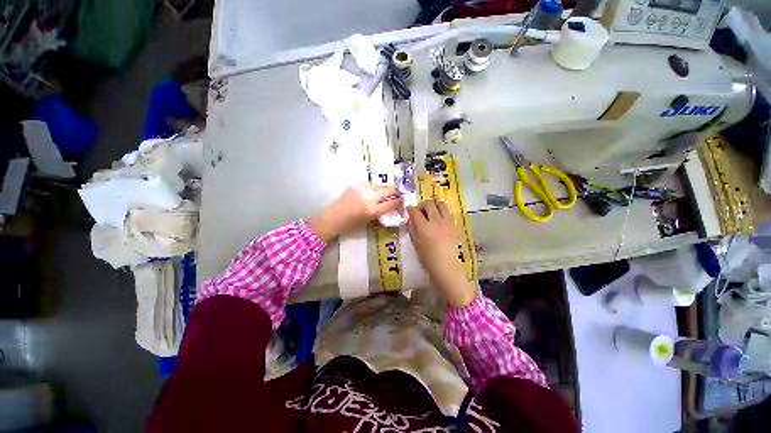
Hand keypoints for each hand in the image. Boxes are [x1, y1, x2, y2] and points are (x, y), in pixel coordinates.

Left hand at [308, 183, 402, 241]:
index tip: (402, 200)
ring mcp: (362, 189)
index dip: (399, 201)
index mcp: (373, 210)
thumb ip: (379, 212)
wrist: (333, 217)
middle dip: (396, 191)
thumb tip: (388, 206)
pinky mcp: (355, 184)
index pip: (391, 203)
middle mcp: (369, 198)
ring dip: (384, 188)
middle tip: (399, 192)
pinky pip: (369, 184)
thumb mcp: (368, 221)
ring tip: (387, 190)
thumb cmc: (350, 224)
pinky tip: (373, 190)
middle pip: (388, 191)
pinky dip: (373, 187)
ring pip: (379, 185)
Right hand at [407, 200, 476, 307]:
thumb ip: (412, 228)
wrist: (447, 267)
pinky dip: (442, 211)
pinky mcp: (454, 224)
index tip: (409, 210)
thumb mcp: (415, 243)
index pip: (415, 211)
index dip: (410, 208)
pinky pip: (448, 211)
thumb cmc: (428, 259)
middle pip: (428, 203)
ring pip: (440, 203)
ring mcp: (447, 221)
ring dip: (434, 205)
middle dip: (422, 205)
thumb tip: (410, 217)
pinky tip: (439, 218)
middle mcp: (436, 221)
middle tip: (420, 211)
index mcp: (424, 227)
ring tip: (431, 212)